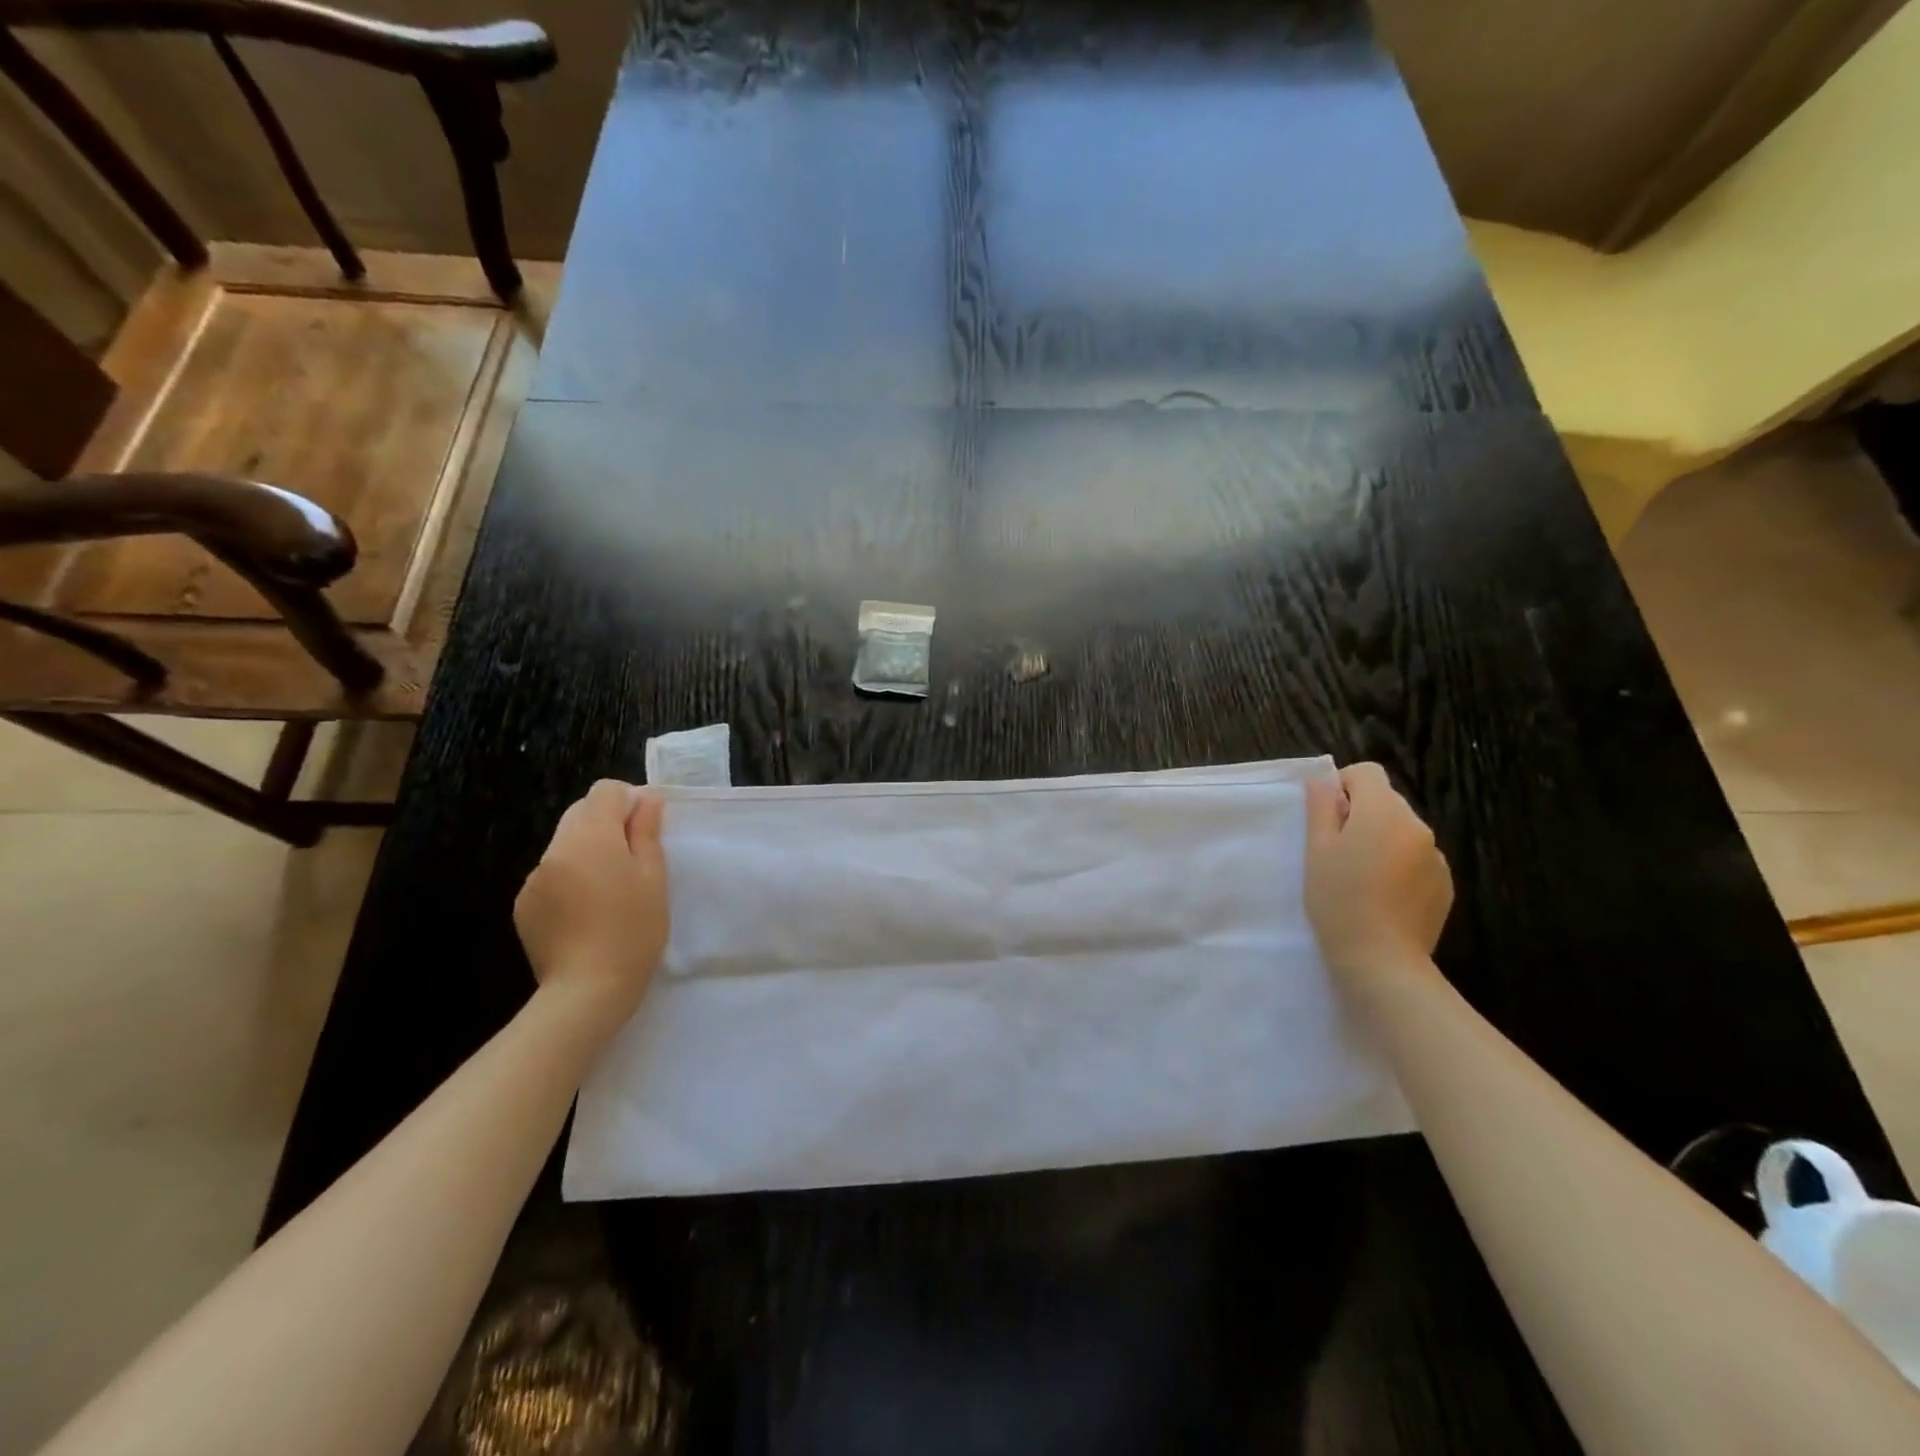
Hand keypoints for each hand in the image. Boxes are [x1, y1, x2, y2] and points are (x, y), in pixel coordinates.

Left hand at [514, 780, 668, 1019]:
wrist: (587, 990)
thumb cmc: (633, 930)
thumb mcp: (654, 878)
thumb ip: (647, 832)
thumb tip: (647, 799)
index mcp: (591, 837)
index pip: (605, 791)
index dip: (629, 802)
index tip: (645, 830)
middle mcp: (555, 849)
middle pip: (581, 814)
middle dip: (607, 825)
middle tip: (632, 861)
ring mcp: (534, 878)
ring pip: (566, 845)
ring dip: (588, 853)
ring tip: (608, 892)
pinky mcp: (524, 904)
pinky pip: (551, 874)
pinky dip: (569, 880)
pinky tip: (585, 913)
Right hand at [1304, 762, 1452, 979]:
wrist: (1382, 961)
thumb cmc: (1339, 900)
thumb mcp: (1317, 850)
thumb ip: (1322, 808)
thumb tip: (1323, 781)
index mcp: (1385, 813)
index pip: (1368, 773)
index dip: (1343, 786)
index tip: (1326, 817)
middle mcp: (1418, 827)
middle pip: (1386, 802)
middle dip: (1361, 815)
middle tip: (1336, 852)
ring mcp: (1437, 858)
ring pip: (1402, 833)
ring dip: (1381, 841)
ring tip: (1359, 878)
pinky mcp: (1445, 886)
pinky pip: (1417, 860)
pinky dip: (1399, 867)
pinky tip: (1382, 897)